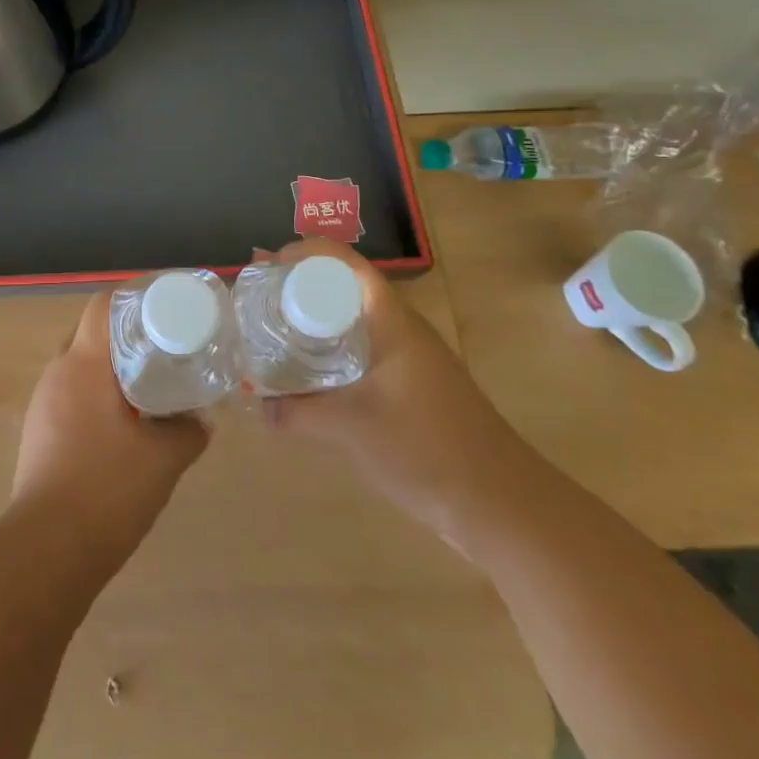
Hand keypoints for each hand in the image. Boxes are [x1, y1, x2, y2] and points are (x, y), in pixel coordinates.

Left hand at [12, 290, 208, 570]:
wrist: (47, 549)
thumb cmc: (107, 489)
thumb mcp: (164, 458)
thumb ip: (188, 432)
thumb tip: (201, 420)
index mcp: (83, 364)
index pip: (102, 306)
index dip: (132, 296)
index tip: (163, 306)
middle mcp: (57, 374)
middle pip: (90, 333)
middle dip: (125, 335)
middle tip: (162, 347)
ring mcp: (42, 404)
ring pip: (79, 367)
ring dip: (109, 369)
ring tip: (146, 384)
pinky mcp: (37, 433)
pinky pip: (70, 396)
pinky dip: (96, 397)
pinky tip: (120, 424)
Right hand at [261, 240, 536, 550]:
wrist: (501, 505)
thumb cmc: (426, 448)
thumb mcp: (350, 427)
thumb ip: (297, 412)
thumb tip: (256, 402)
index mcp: (389, 318)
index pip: (343, 261)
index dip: (302, 253)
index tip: (265, 271)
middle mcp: (399, 327)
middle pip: (342, 287)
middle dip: (298, 290)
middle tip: (257, 306)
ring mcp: (408, 357)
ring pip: (351, 322)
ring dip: (312, 324)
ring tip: (272, 339)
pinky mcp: (410, 386)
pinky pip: (360, 352)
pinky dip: (329, 354)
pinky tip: (308, 380)